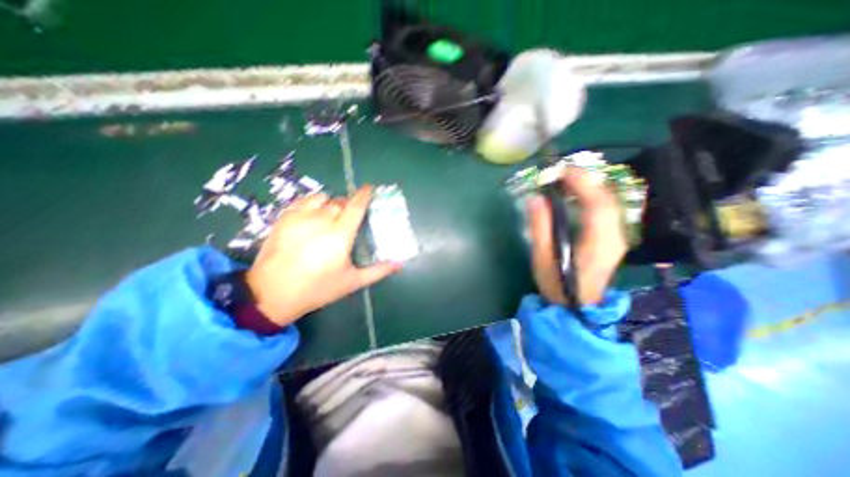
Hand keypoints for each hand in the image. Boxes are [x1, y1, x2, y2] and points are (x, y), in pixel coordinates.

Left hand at [246, 187, 401, 327]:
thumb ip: (378, 271)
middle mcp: (321, 221)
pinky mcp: (284, 218)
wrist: (272, 293)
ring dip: (330, 203)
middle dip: (348, 205)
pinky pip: (303, 201)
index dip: (364, 195)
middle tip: (349, 217)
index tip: (370, 189)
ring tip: (329, 215)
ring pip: (321, 198)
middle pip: (340, 202)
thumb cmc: (317, 288)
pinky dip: (312, 204)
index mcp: (340, 235)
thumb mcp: (352, 282)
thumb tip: (399, 264)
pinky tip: (312, 216)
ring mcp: (300, 217)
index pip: (356, 206)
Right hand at [530, 168, 626, 305]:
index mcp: (598, 242)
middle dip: (585, 180)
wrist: (577, 308)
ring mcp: (617, 237)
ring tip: (565, 181)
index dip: (581, 182)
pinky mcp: (613, 239)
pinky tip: (576, 196)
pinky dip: (592, 197)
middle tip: (559, 174)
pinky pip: (606, 209)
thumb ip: (540, 228)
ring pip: (609, 201)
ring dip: (589, 187)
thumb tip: (535, 198)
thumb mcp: (543, 258)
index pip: (597, 203)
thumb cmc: (558, 285)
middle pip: (607, 198)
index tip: (560, 171)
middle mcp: (615, 236)